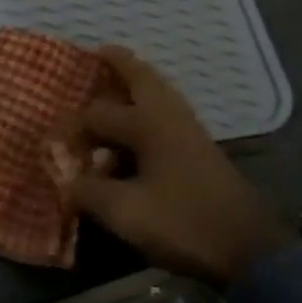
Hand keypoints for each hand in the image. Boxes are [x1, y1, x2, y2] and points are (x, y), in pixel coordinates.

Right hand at [57, 45, 294, 285]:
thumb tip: (66, 181)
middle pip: (142, 78)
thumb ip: (89, 191)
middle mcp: (169, 117)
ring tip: (116, 81)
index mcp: (149, 124)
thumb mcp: (126, 212)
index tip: (51, 144)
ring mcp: (189, 131)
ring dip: (137, 83)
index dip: (71, 127)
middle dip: (120, 63)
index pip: (97, 114)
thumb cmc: (184, 224)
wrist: (250, 250)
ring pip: (159, 93)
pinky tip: (137, 127)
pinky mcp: (200, 149)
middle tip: (99, 52)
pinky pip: (167, 112)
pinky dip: (148, 106)